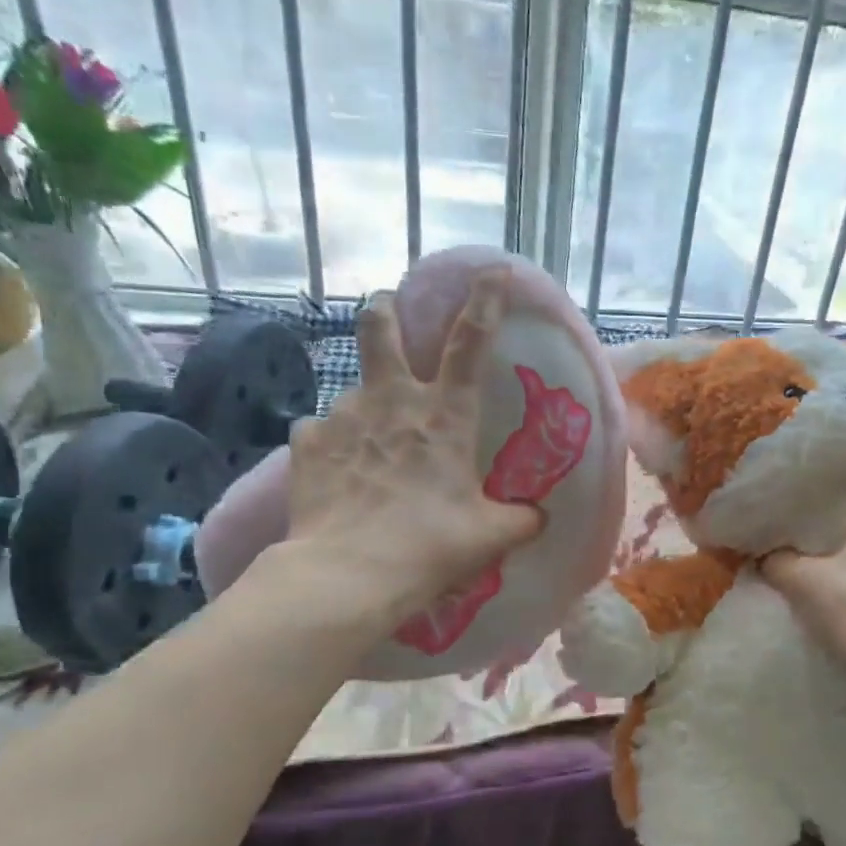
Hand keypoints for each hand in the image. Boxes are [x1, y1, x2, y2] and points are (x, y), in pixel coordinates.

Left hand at [272, 289, 542, 626]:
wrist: (349, 573)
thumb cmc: (431, 546)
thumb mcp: (491, 536)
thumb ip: (520, 519)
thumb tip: (538, 517)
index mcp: (444, 416)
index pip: (470, 343)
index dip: (485, 302)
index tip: (494, 272)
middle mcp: (392, 402)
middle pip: (380, 328)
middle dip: (385, 310)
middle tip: (388, 311)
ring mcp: (343, 417)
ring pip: (353, 388)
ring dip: (367, 403)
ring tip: (372, 440)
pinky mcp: (307, 443)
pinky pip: (320, 430)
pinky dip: (333, 441)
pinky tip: (337, 466)